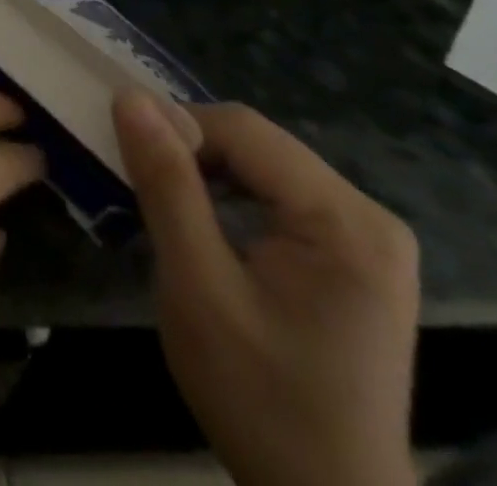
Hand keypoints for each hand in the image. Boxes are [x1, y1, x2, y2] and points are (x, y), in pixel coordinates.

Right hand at [113, 91, 420, 485]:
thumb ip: (165, 185)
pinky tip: (208, 232)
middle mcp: (368, 214)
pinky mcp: (355, 257)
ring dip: (207, 176)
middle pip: (256, 143)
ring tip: (168, 210)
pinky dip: (232, 199)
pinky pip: (277, 196)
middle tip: (143, 190)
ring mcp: (367, 238)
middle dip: (191, 155)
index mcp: (345, 219)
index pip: (241, 128)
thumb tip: (128, 97)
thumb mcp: (197, 287)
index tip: (129, 163)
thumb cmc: (260, 399)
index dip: (175, 129)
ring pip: (262, 165)